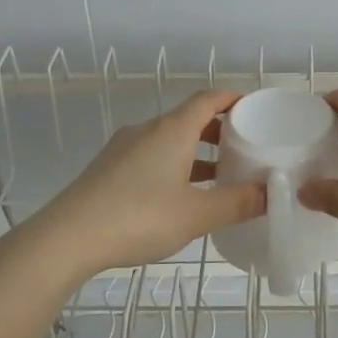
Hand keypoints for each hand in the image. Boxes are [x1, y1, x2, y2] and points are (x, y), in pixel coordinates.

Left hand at [24, 91, 265, 276]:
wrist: (66, 239)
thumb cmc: (138, 218)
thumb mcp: (196, 214)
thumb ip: (237, 202)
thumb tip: (271, 193)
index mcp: (172, 130)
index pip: (208, 99)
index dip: (233, 99)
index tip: (255, 108)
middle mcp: (147, 130)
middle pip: (189, 118)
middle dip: (219, 130)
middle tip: (245, 148)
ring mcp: (124, 149)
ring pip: (169, 140)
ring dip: (196, 152)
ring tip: (220, 177)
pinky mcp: (109, 169)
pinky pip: (151, 156)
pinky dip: (174, 165)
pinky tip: (181, 196)